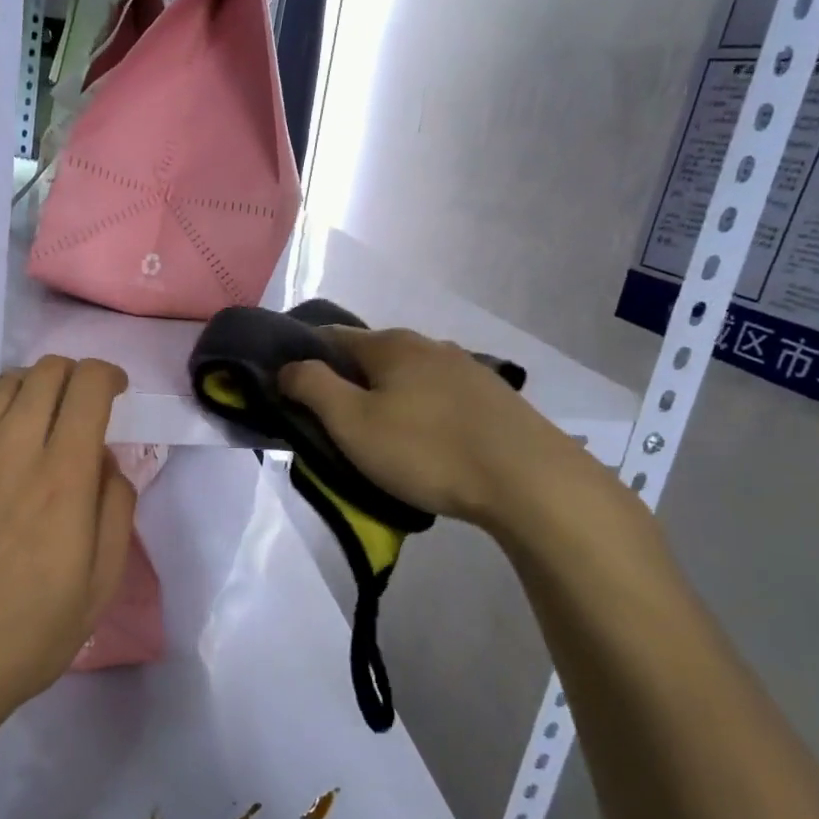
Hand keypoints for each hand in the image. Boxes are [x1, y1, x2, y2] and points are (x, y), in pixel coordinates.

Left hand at [0, 357, 135, 739]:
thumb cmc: (26, 635)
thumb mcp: (100, 585)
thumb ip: (115, 508)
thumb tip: (106, 460)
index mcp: (61, 475)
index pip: (86, 385)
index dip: (107, 374)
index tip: (117, 392)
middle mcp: (11, 448)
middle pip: (45, 371)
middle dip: (75, 375)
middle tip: (84, 407)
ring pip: (4, 383)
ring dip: (34, 386)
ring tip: (42, 419)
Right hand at [279, 326, 595, 532]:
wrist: (530, 481)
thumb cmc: (428, 450)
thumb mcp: (353, 423)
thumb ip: (312, 388)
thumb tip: (288, 367)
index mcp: (390, 344)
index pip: (329, 336)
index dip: (302, 357)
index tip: (289, 390)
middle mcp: (428, 345)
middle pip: (370, 356)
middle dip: (345, 382)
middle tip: (331, 423)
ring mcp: (466, 368)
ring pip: (407, 377)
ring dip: (385, 398)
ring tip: (379, 438)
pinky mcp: (493, 398)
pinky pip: (438, 397)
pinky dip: (419, 412)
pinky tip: (425, 442)